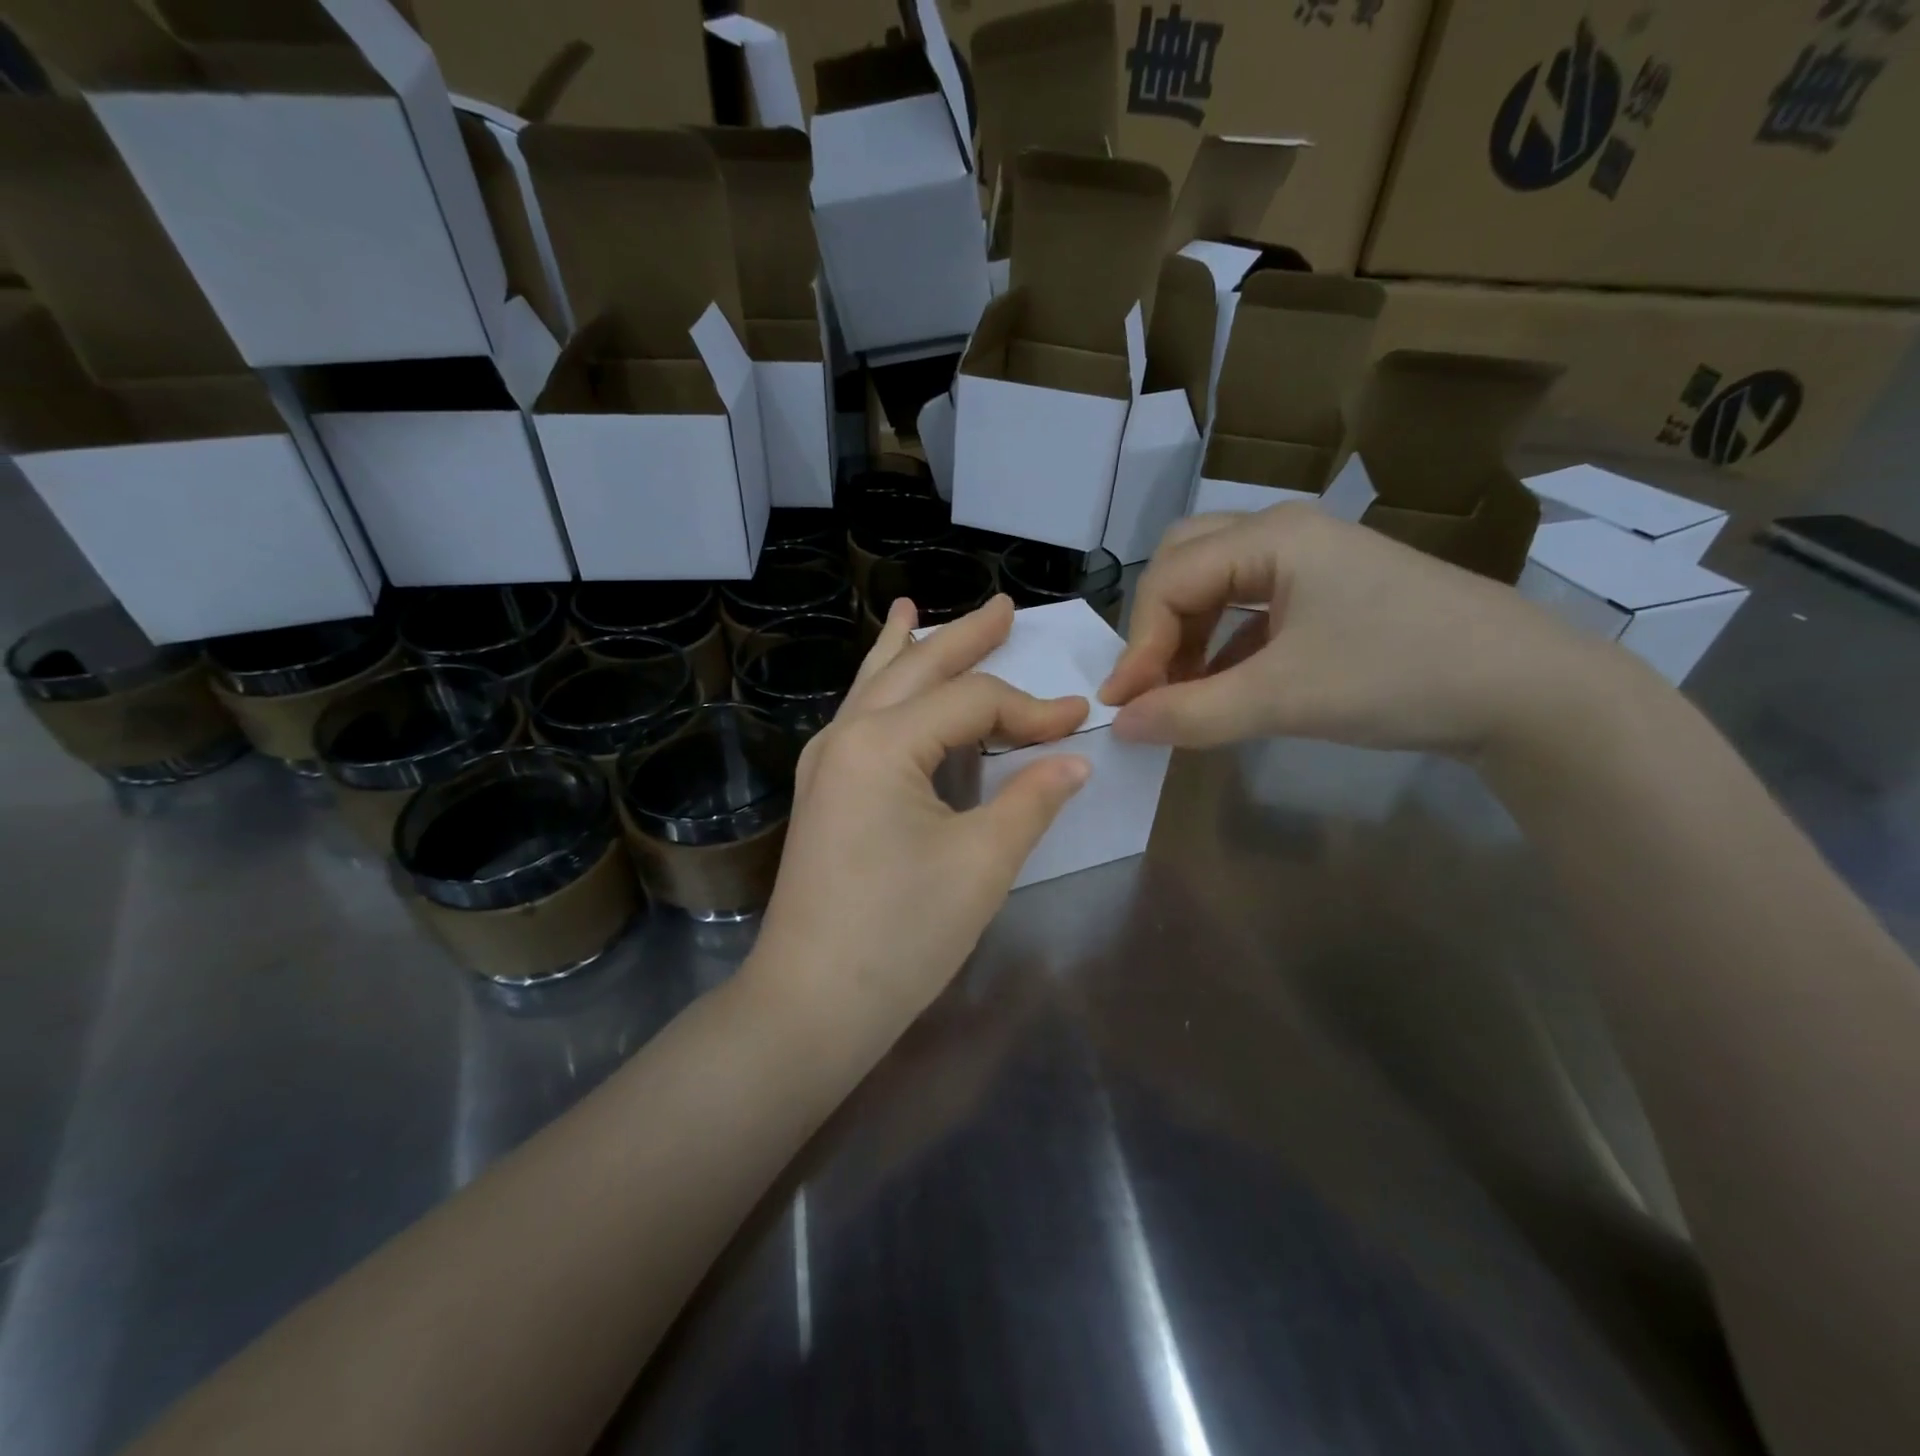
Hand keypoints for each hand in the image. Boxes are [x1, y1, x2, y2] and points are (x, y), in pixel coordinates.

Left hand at [751, 595, 1090, 1041]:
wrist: (812, 1003)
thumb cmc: (900, 935)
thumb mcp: (981, 864)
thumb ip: (1031, 799)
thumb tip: (1075, 760)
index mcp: (882, 744)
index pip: (973, 703)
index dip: (1032, 709)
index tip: (1081, 721)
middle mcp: (846, 736)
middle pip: (916, 670)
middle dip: (964, 640)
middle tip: (1001, 607)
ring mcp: (826, 762)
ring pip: (877, 685)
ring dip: (912, 651)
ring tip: (920, 612)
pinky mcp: (824, 789)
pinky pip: (859, 717)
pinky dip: (880, 687)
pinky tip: (883, 676)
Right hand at [1101, 504, 1615, 757]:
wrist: (1528, 692)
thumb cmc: (1400, 676)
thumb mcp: (1284, 699)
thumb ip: (1191, 714)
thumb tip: (1118, 726)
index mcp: (1272, 537)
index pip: (1170, 580)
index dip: (1138, 644)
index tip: (1122, 706)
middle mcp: (1285, 534)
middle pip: (1185, 563)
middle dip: (1157, 624)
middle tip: (1150, 682)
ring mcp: (1312, 562)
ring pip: (1216, 585)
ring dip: (1186, 634)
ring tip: (1180, 691)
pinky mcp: (1329, 594)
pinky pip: (1250, 609)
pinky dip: (1222, 645)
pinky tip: (1221, 686)